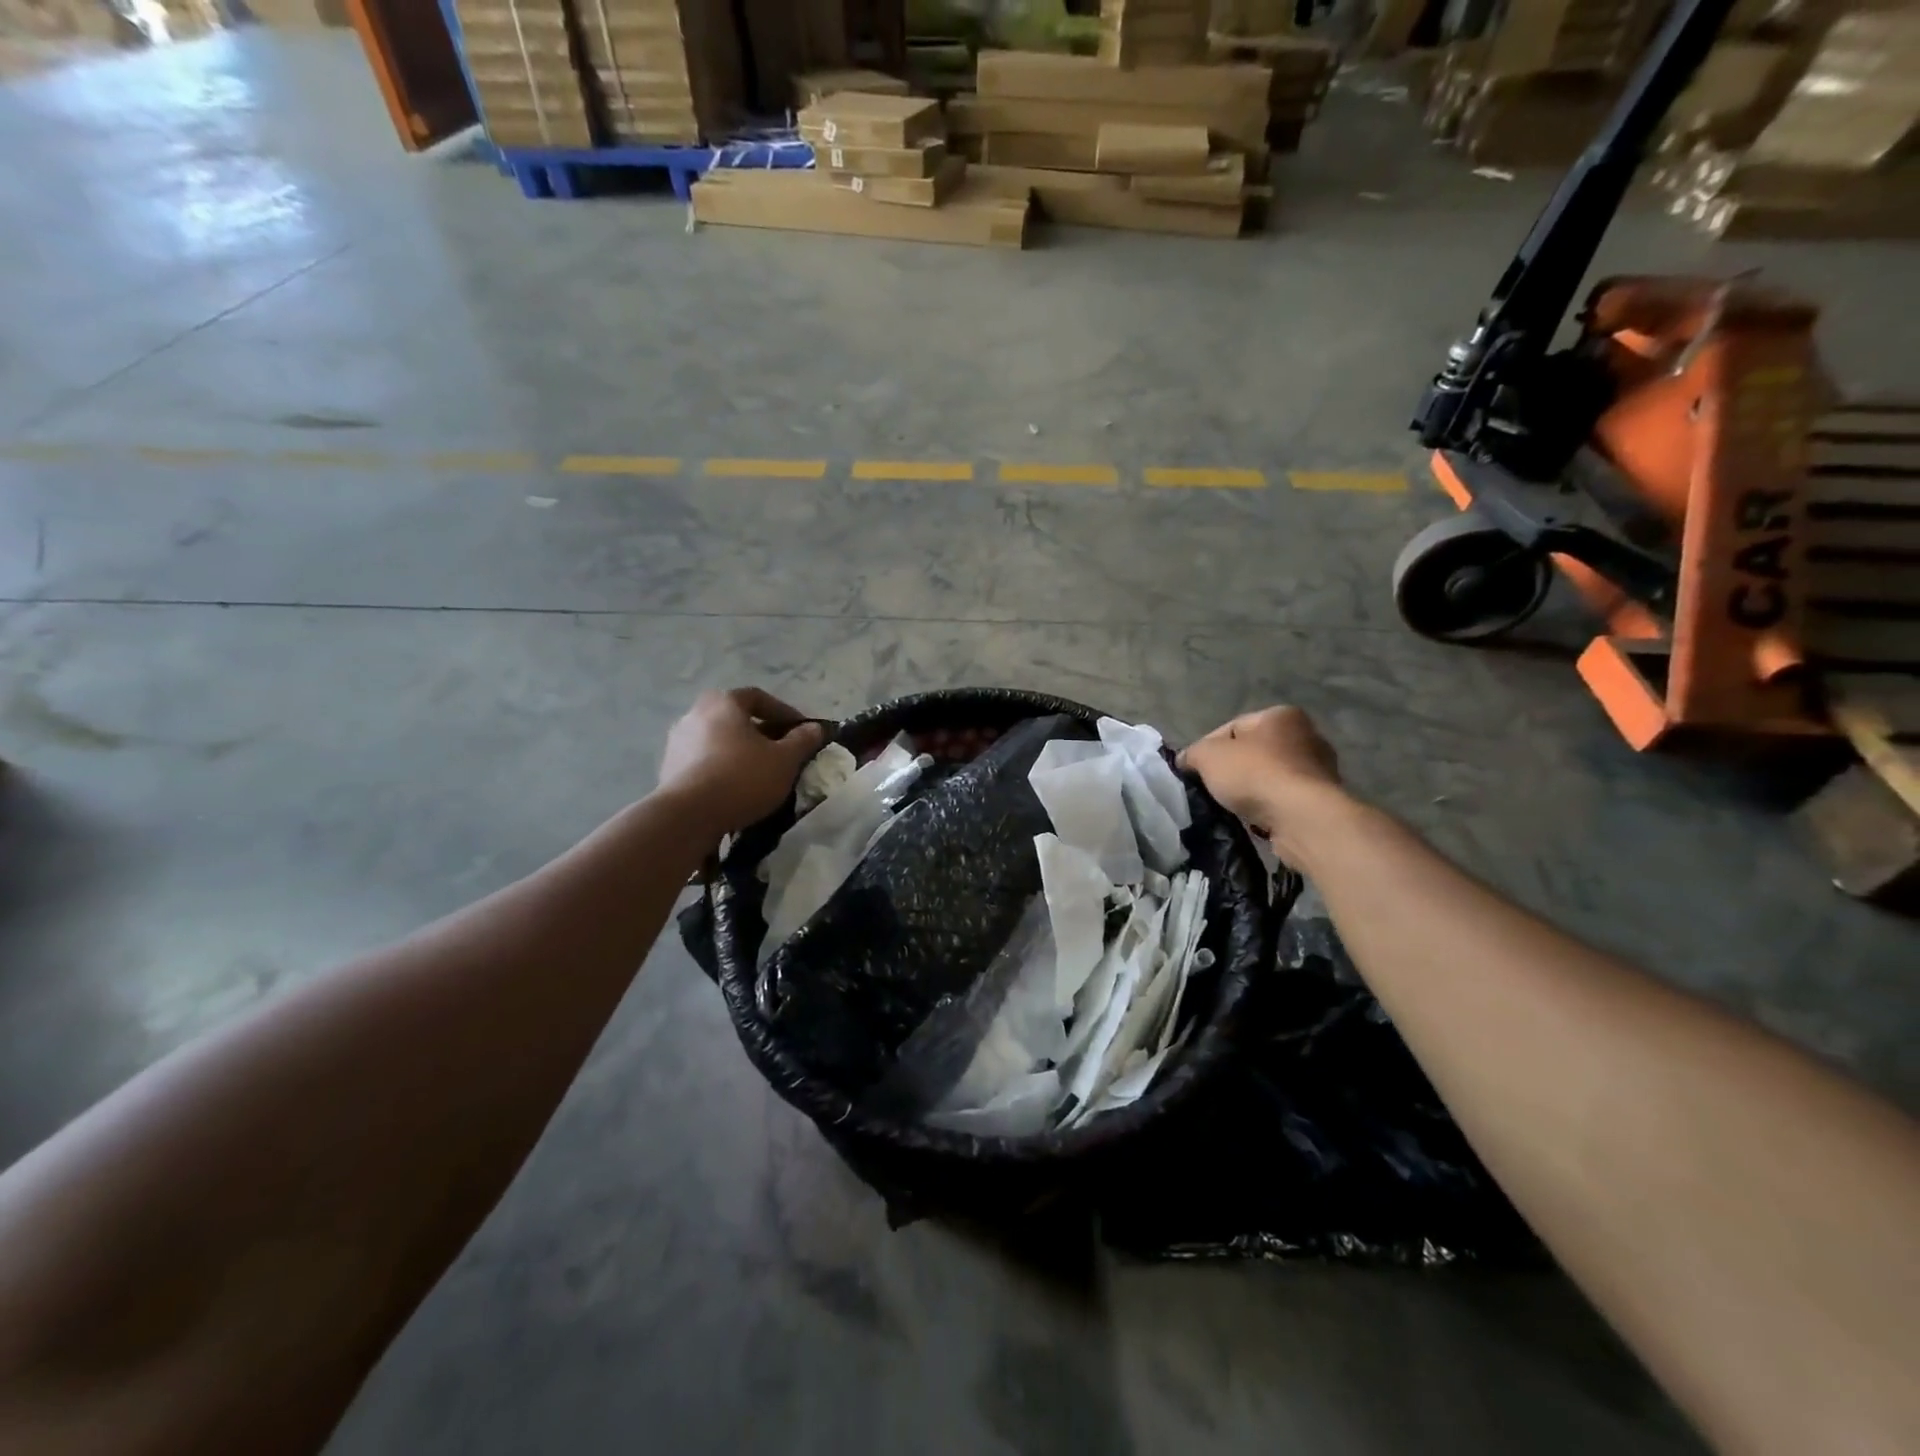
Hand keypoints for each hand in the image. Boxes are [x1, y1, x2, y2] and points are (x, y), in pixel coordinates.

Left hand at [657, 688, 826, 836]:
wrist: (689, 816)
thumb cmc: (742, 778)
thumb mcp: (785, 760)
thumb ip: (802, 740)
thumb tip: (815, 728)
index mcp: (723, 703)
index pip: (758, 697)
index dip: (784, 712)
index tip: (802, 732)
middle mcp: (695, 714)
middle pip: (736, 719)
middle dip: (762, 734)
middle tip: (782, 753)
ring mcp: (677, 742)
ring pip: (719, 741)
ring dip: (741, 753)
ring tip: (761, 775)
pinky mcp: (669, 768)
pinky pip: (704, 762)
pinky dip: (722, 769)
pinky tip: (737, 790)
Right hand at [1178, 706, 1340, 833]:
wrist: (1301, 817)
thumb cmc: (1255, 774)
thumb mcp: (1208, 756)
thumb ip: (1193, 753)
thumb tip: (1186, 761)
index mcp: (1281, 715)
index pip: (1232, 727)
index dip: (1207, 747)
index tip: (1194, 770)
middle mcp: (1307, 736)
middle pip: (1254, 752)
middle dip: (1232, 770)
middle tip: (1211, 788)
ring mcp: (1319, 769)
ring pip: (1269, 777)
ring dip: (1251, 790)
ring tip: (1231, 807)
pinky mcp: (1322, 800)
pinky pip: (1284, 800)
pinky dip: (1268, 808)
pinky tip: (1254, 820)